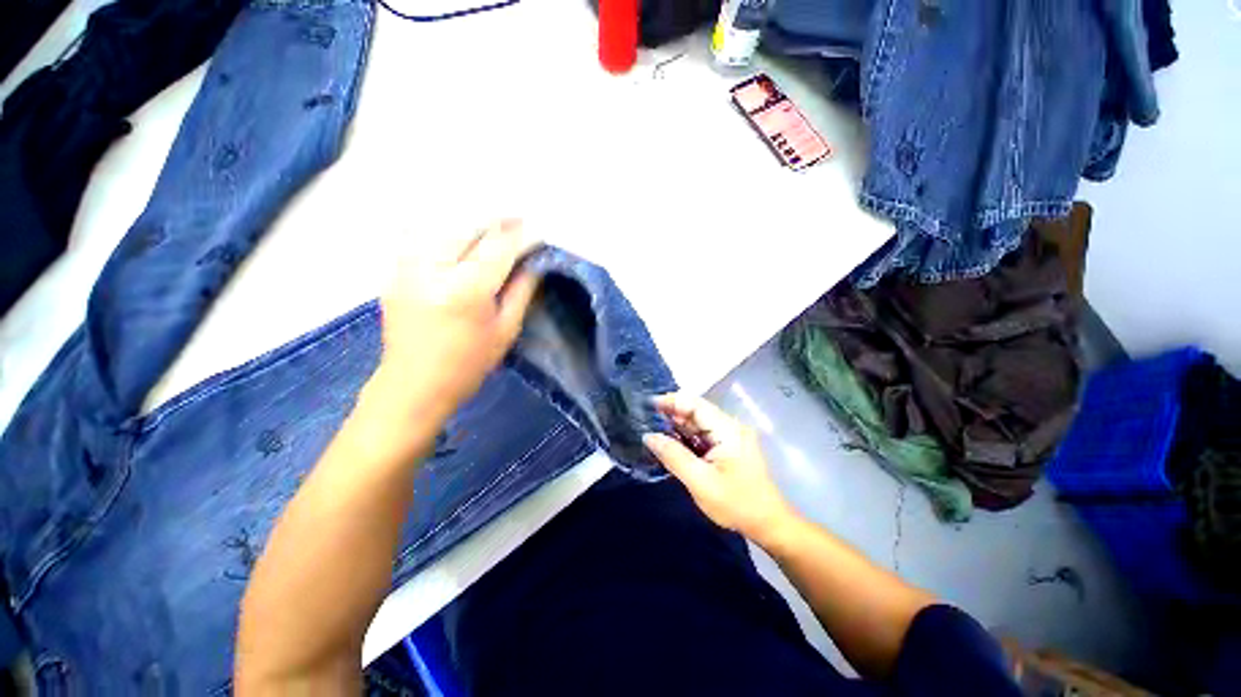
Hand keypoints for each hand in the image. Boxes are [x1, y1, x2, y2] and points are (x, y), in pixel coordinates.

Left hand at [370, 220, 539, 425]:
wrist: (414, 385)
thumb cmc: (469, 364)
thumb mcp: (506, 330)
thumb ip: (522, 290)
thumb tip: (535, 262)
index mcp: (465, 290)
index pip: (498, 246)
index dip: (520, 235)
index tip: (537, 231)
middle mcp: (432, 269)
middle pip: (468, 227)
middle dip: (497, 221)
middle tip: (518, 221)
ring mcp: (406, 266)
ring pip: (442, 225)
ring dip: (471, 222)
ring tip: (492, 226)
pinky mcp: (394, 271)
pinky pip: (421, 236)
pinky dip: (444, 230)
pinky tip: (459, 237)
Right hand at [643, 393, 796, 546]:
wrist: (769, 524)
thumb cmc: (736, 503)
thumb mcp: (700, 481)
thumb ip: (673, 456)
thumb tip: (649, 436)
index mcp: (727, 429)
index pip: (695, 404)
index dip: (671, 401)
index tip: (647, 405)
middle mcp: (730, 426)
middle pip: (696, 410)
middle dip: (671, 413)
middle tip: (645, 419)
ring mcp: (731, 435)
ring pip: (698, 422)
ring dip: (677, 425)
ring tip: (653, 428)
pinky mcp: (729, 446)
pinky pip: (704, 434)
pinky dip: (687, 436)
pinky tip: (671, 441)